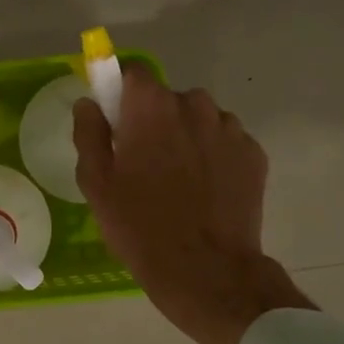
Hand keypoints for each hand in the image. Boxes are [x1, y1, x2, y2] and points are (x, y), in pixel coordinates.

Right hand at [74, 66, 312, 343]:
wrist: (206, 270)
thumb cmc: (140, 226)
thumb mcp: (96, 184)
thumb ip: (89, 134)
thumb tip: (89, 104)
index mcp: (151, 107)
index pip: (134, 73)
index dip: (122, 92)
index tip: (116, 120)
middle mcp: (195, 106)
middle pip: (169, 99)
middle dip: (156, 121)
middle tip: (145, 164)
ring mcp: (230, 129)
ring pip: (201, 120)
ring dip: (188, 138)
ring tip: (179, 182)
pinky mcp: (254, 155)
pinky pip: (225, 143)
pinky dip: (214, 157)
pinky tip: (205, 192)